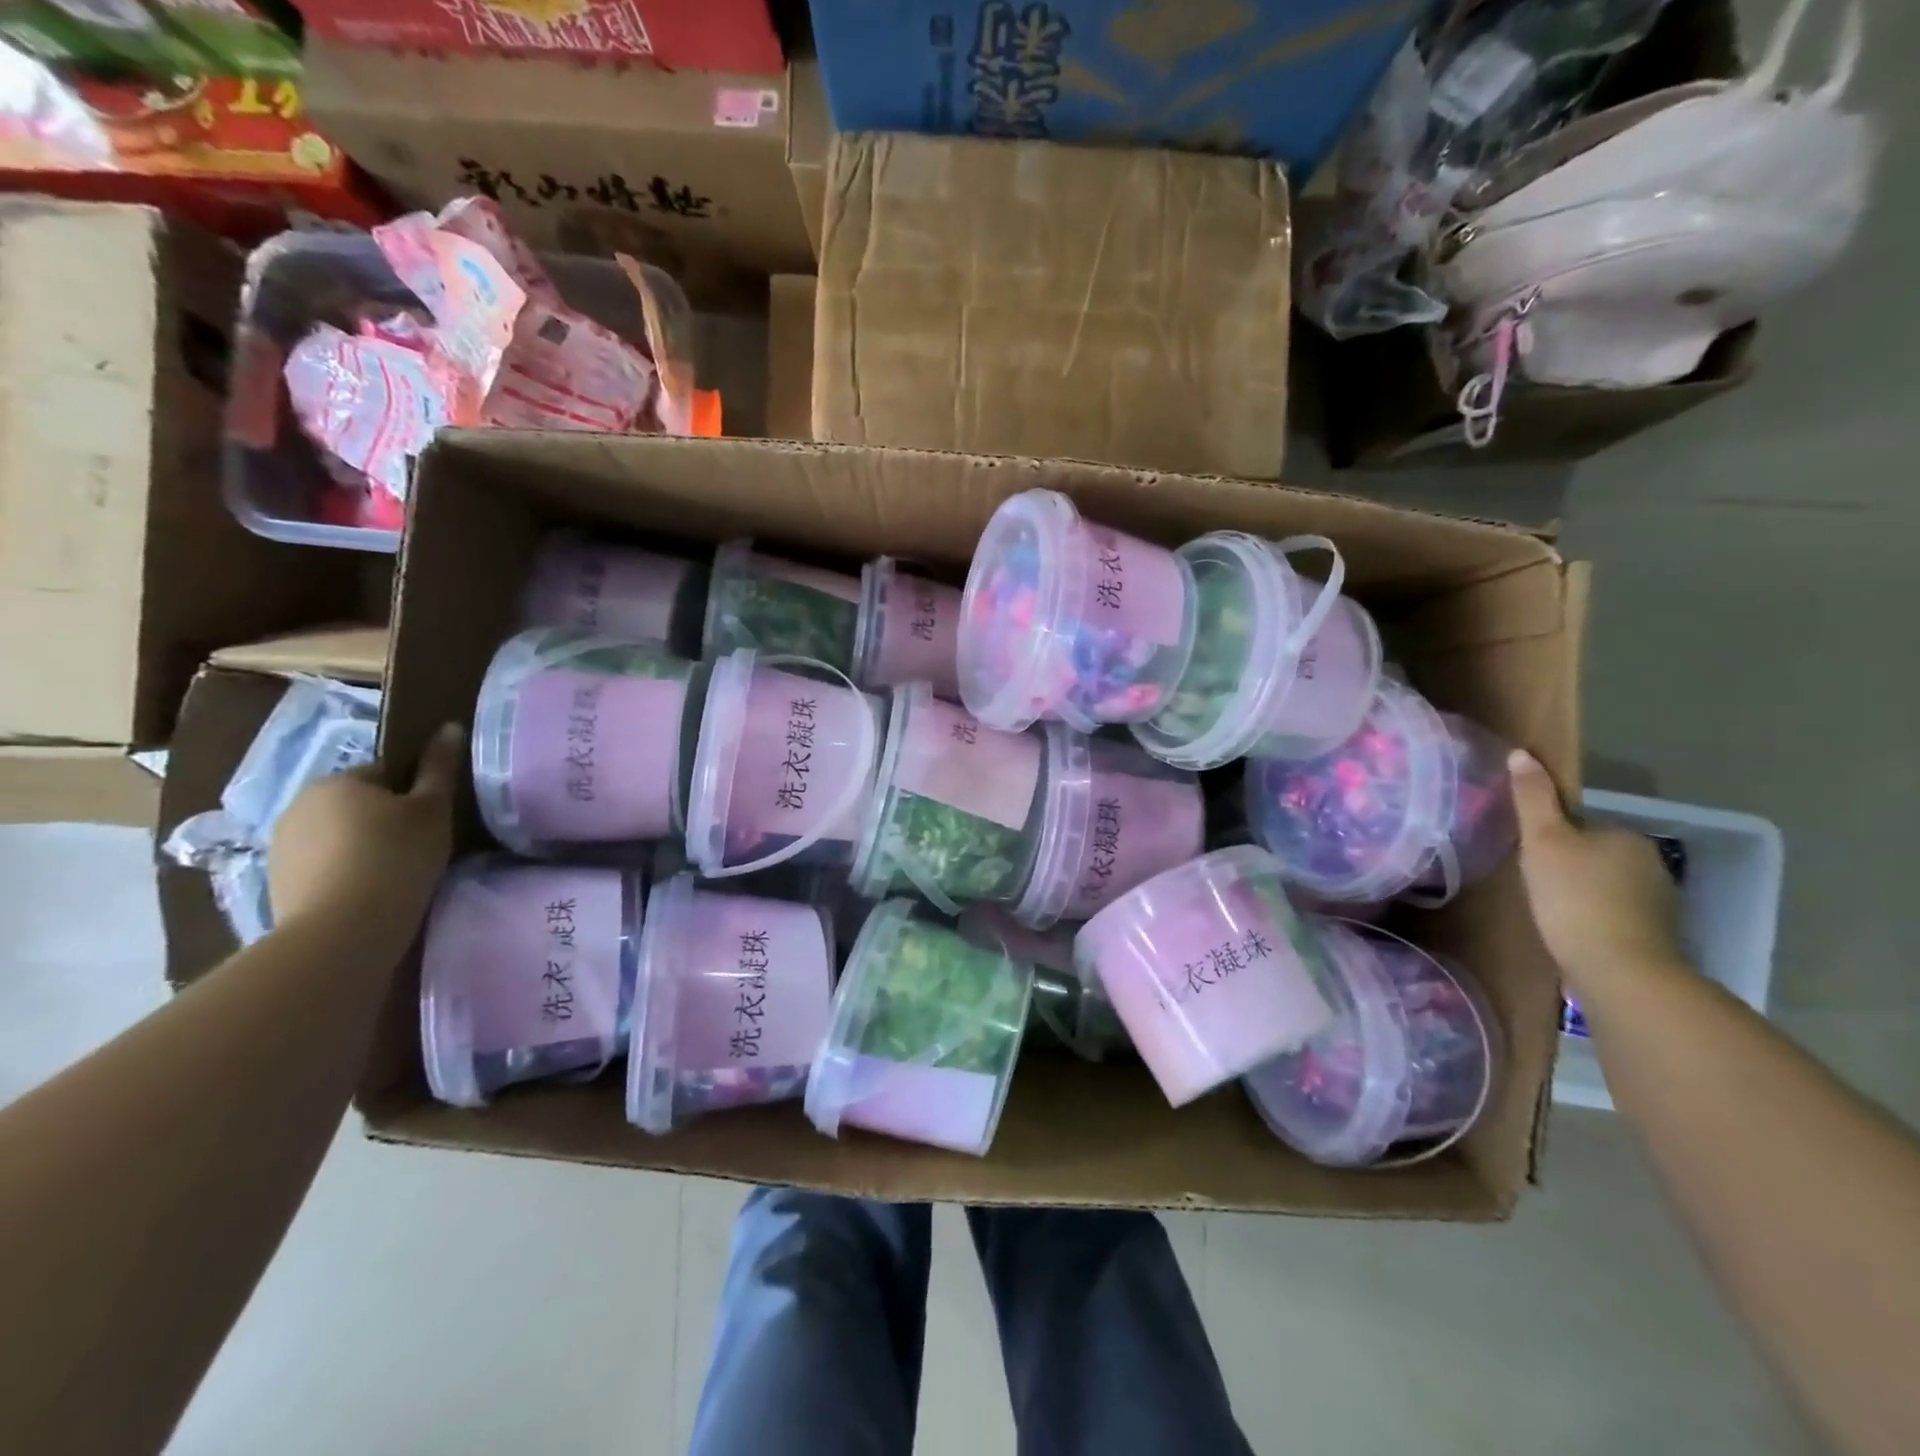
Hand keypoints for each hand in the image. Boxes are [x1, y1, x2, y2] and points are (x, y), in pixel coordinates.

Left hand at [269, 723, 463, 929]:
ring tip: (394, 876)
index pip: (387, 773)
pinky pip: (322, 866)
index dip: (416, 794)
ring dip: (362, 848)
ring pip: (338, 836)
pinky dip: (344, 874)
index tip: (434, 821)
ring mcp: (282, 844)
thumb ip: (440, 768)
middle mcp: (300, 802)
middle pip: (359, 804)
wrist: (343, 930)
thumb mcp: (433, 810)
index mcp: (339, 779)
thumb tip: (448, 726)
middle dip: (385, 821)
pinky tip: (368, 894)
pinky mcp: (276, 882)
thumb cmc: (398, 857)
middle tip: (420, 848)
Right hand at [1508, 749, 1684, 989]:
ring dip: (1582, 893)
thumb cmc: (1574, 897)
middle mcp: (1651, 862)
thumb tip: (1521, 753)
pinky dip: (1596, 917)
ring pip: (1607, 885)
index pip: (1580, 825)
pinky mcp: (1656, 934)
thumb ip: (1532, 798)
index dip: (1550, 838)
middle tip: (1533, 884)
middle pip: (1595, 854)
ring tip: (1551, 911)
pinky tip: (1575, 931)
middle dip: (1568, 865)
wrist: (1620, 969)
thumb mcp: (1542, 841)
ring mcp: (1660, 901)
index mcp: (1626, 836)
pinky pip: (1616, 913)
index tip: (1529, 857)